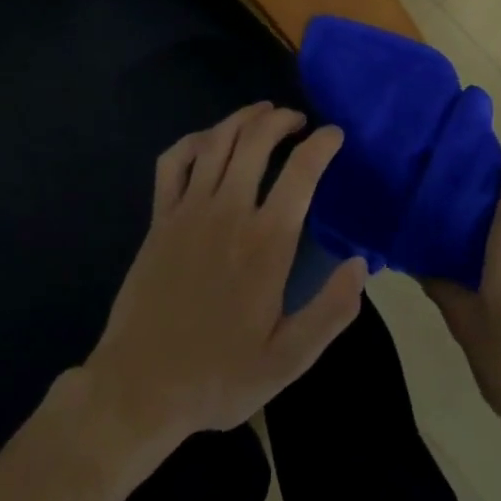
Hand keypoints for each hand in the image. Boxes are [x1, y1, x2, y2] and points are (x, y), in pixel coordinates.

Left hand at [79, 103, 368, 456]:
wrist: (139, 389)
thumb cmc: (218, 376)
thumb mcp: (287, 360)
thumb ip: (330, 312)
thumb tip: (361, 265)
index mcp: (265, 243)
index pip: (301, 173)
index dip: (322, 144)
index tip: (334, 135)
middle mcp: (228, 212)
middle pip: (256, 141)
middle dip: (281, 119)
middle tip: (298, 119)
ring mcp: (188, 210)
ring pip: (218, 142)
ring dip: (243, 118)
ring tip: (263, 112)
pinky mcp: (159, 218)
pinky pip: (173, 161)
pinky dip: (193, 140)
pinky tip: (208, 140)